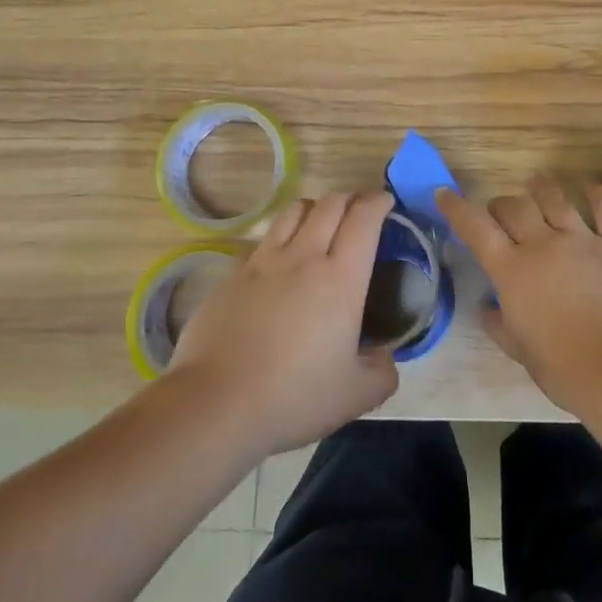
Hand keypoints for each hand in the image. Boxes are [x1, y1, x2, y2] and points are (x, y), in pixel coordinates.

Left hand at [166, 190, 399, 456]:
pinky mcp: (232, 274)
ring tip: (321, 222)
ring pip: (294, 211)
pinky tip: (280, 260)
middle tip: (359, 212)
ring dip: (315, 208)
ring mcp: (263, 261)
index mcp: (341, 278)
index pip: (364, 219)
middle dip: (350, 198)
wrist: (215, 403)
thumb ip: (382, 371)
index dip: (378, 202)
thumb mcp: (356, 395)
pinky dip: (281, 237)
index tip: (386, 202)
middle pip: (330, 204)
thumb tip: (383, 355)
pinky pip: (263, 239)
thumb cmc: (293, 396)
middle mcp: (304, 256)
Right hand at [436, 174, 601, 413]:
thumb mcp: (521, 352)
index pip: (476, 229)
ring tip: (536, 182)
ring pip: (556, 199)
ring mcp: (584, 240)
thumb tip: (486, 309)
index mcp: (512, 272)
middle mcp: (544, 245)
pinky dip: (595, 194)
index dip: (457, 208)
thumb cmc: (565, 370)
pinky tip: (589, 187)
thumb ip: (500, 325)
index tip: (445, 194)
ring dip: (541, 188)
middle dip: (502, 204)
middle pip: (515, 207)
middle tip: (500, 209)